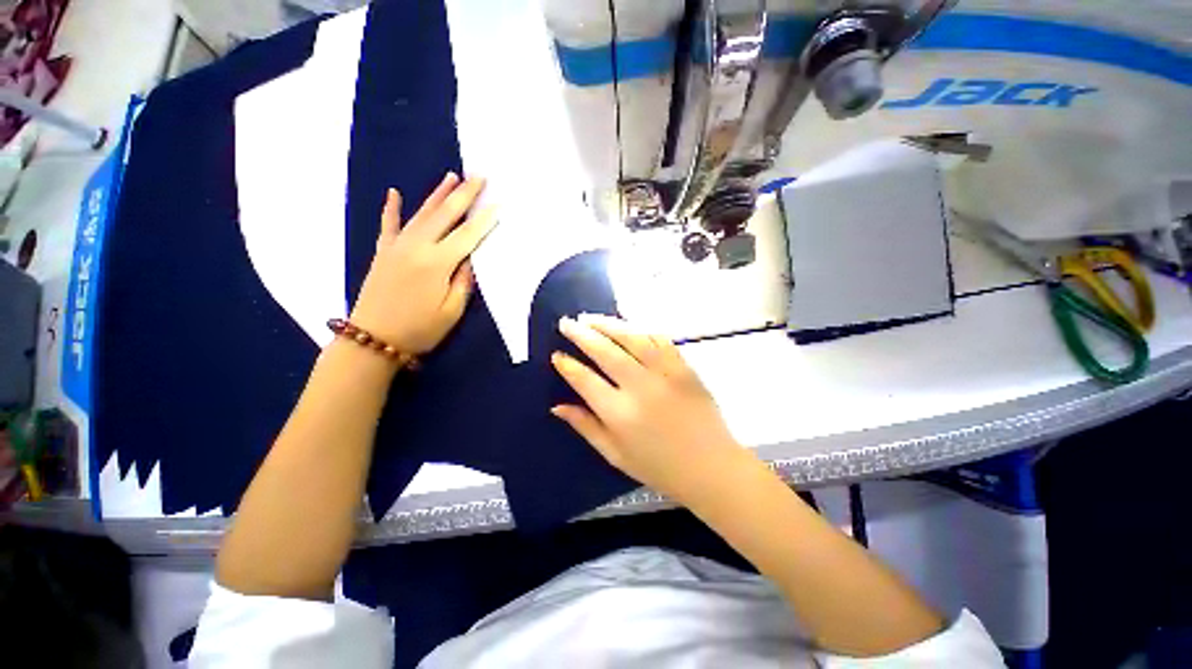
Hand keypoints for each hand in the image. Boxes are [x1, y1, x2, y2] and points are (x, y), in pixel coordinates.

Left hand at [350, 173, 496, 354]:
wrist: (373, 339)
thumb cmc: (420, 329)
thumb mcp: (452, 311)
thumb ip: (464, 281)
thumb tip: (470, 258)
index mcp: (437, 263)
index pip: (467, 235)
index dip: (484, 220)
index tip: (499, 204)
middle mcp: (417, 247)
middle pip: (445, 215)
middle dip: (464, 194)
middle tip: (479, 176)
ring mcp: (397, 246)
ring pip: (421, 213)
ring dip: (438, 194)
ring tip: (452, 176)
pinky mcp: (383, 252)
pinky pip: (389, 225)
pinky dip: (392, 208)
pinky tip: (394, 192)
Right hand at [551, 314, 745, 504]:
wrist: (711, 466)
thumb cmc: (659, 467)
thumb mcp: (615, 454)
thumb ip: (585, 426)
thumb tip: (556, 406)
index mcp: (620, 413)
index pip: (585, 379)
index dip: (567, 365)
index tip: (556, 354)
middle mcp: (640, 387)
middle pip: (605, 350)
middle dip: (581, 333)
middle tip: (567, 322)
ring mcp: (665, 372)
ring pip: (631, 337)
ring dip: (607, 324)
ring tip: (590, 318)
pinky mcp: (684, 366)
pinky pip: (659, 339)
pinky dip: (640, 329)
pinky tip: (627, 326)